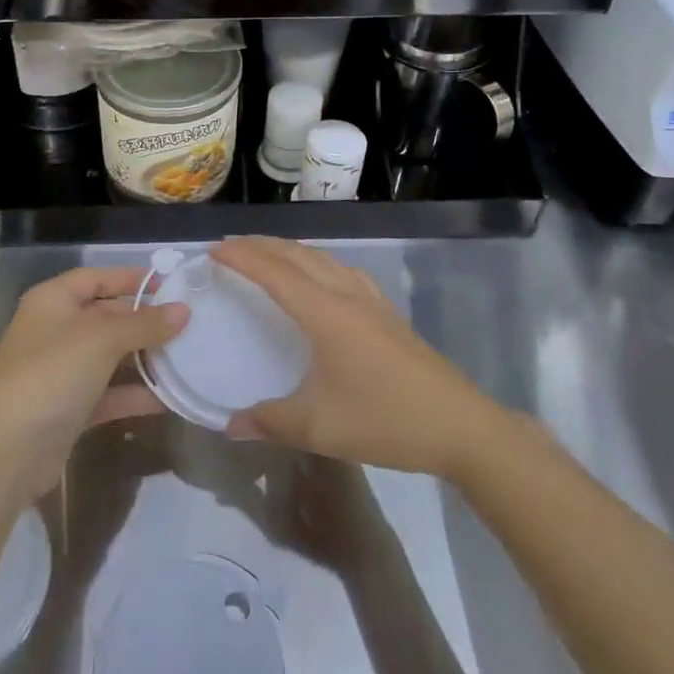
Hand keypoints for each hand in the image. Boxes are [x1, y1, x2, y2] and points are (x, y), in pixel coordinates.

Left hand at [0, 266, 186, 506]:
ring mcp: (61, 372)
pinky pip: (108, 393)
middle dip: (145, 322)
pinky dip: (134, 394)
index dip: (131, 279)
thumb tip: (183, 310)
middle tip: (188, 325)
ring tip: (187, 359)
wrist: (6, 454)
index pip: (96, 278)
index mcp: (53, 301)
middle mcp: (55, 331)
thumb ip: (144, 324)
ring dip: (144, 359)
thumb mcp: (101, 340)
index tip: (171, 286)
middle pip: (106, 317)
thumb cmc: (52, 375)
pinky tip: (168, 398)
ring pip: (110, 357)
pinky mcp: (69, 409)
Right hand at [212, 238, 504, 481]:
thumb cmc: (385, 420)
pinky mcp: (388, 313)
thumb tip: (230, 425)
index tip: (213, 249)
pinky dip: (317, 264)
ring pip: (323, 260)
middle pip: (298, 256)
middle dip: (261, 245)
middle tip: (230, 246)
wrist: (460, 426)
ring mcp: (372, 301)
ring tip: (267, 256)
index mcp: (326, 313)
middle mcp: (347, 295)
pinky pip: (343, 272)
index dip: (242, 257)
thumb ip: (270, 422)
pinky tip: (320, 281)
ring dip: (290, 252)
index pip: (275, 272)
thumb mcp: (319, 428)